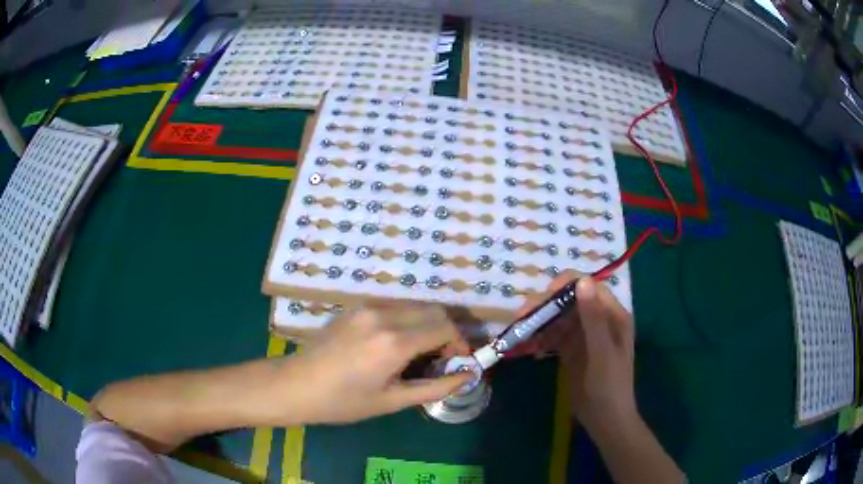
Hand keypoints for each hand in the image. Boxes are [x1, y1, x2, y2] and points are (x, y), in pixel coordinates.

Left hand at [281, 302, 471, 424]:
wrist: (296, 385)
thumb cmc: (344, 402)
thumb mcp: (392, 401)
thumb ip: (435, 387)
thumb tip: (468, 376)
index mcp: (394, 342)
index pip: (445, 327)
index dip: (459, 343)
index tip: (457, 362)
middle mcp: (384, 315)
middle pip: (434, 310)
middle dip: (447, 331)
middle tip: (440, 358)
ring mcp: (367, 307)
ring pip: (414, 305)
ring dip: (427, 324)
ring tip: (418, 352)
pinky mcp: (355, 307)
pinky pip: (393, 306)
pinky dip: (406, 320)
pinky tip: (393, 343)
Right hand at [521, 272, 636, 430]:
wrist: (605, 419)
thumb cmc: (609, 385)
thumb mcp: (602, 352)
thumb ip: (593, 318)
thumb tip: (582, 280)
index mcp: (612, 315)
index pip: (589, 286)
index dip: (565, 286)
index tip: (543, 297)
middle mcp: (597, 319)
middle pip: (568, 301)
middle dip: (545, 306)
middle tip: (521, 317)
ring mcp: (583, 335)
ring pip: (557, 318)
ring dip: (538, 323)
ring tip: (519, 334)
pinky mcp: (571, 349)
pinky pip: (553, 336)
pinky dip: (539, 339)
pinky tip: (528, 349)